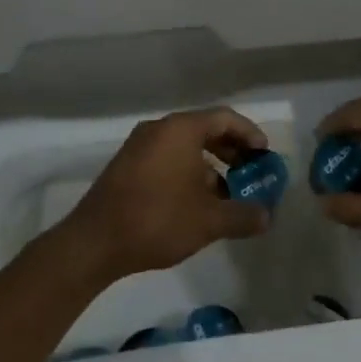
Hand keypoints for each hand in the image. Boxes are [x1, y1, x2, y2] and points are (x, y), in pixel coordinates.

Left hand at [56, 107, 271, 280]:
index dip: (250, 134)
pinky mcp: (126, 166)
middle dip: (231, 151)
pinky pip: (167, 158)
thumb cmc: (157, 220)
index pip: (225, 118)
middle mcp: (159, 129)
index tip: (264, 156)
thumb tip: (267, 216)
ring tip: (226, 195)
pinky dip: (187, 172)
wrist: (93, 243)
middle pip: (205, 129)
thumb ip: (243, 215)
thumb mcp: (209, 221)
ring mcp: (139, 146)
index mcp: (181, 129)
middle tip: (250, 173)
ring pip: (185, 147)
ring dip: (210, 166)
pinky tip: (195, 204)